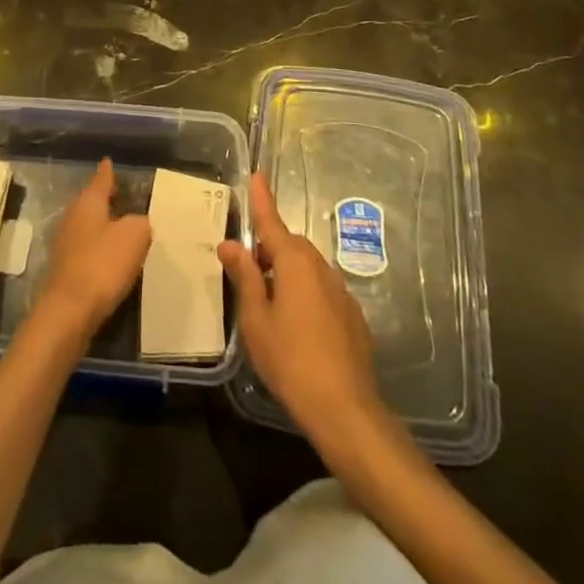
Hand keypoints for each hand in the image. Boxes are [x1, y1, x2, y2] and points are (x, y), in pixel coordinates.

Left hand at [35, 158, 151, 341]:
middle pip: (92, 202)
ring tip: (123, 227)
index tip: (109, 161)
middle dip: (106, 199)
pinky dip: (99, 249)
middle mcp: (73, 217)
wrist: (70, 311)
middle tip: (124, 195)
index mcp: (88, 202)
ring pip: (88, 225)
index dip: (108, 171)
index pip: (101, 179)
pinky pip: (87, 249)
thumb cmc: (103, 263)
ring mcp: (66, 243)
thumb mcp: (135, 235)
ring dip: (104, 225)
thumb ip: (140, 223)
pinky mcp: (66, 269)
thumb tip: (137, 223)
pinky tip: (112, 258)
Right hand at [218, 173, 382, 441]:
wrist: (345, 408)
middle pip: (289, 246)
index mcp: (294, 261)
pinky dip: (304, 295)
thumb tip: (230, 244)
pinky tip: (296, 327)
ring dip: (286, 274)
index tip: (257, 174)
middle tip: (246, 273)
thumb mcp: (256, 319)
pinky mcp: (352, 315)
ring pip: (306, 269)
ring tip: (268, 304)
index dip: (262, 199)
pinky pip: (321, 290)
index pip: (272, 221)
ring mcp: (341, 291)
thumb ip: (244, 277)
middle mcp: (320, 267)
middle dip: (268, 251)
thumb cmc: (291, 360)